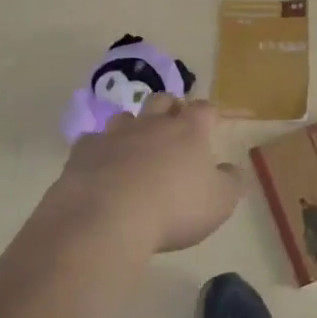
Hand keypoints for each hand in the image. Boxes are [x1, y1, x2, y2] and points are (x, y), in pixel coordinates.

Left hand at [51, 94, 242, 253]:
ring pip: (126, 116)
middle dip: (170, 108)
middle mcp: (152, 123)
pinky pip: (93, 141)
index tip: (212, 122)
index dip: (209, 113)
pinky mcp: (85, 151)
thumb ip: (230, 182)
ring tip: (136, 146)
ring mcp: (115, 133)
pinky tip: (101, 166)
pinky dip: (100, 150)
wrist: (108, 217)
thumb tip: (231, 168)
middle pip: (163, 100)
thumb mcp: (219, 202)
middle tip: (174, 125)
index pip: (204, 109)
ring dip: (133, 126)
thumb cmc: (174, 208)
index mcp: (188, 130)